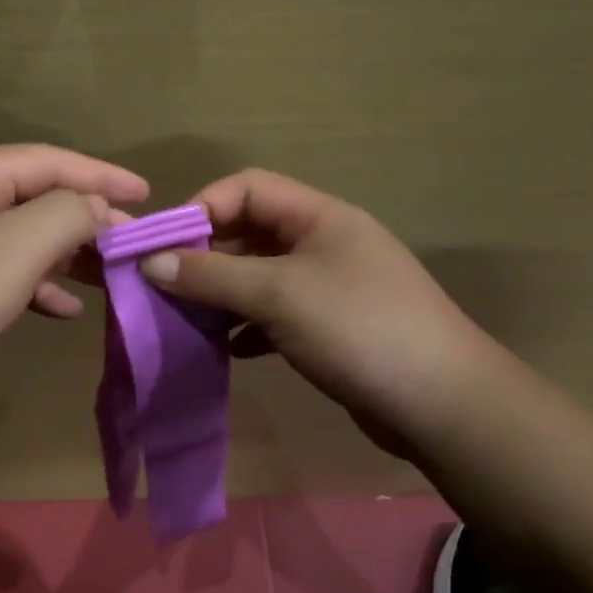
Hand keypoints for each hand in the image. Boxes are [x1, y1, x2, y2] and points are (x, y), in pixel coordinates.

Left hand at [0, 145, 149, 427]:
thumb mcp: (15, 247)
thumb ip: (67, 214)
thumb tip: (97, 206)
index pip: (45, 160)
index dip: (100, 173)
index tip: (147, 193)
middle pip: (31, 198)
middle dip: (84, 219)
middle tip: (130, 242)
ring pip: (17, 240)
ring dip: (64, 255)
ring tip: (106, 275)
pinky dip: (34, 287)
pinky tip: (62, 311)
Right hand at [136, 169, 494, 457]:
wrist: (442, 403)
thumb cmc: (357, 328)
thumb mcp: (277, 294)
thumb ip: (212, 275)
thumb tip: (150, 262)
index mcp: (319, 216)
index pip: (248, 188)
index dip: (203, 208)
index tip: (163, 246)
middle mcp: (325, 243)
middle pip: (252, 232)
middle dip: (207, 255)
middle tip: (166, 286)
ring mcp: (331, 287)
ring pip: (261, 276)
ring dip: (224, 293)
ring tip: (187, 318)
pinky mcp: (332, 328)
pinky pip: (276, 315)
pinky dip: (248, 326)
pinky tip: (229, 349)